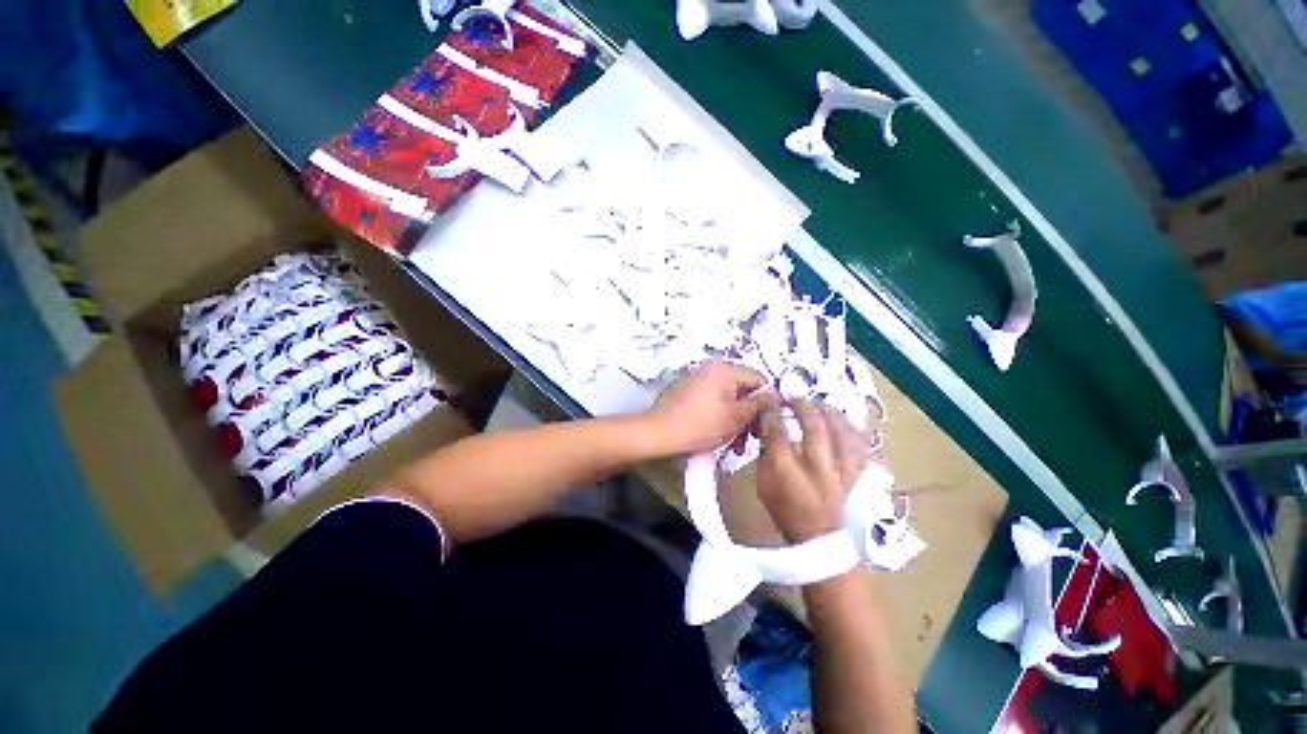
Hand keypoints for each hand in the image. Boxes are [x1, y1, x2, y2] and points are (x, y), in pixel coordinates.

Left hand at [645, 361, 774, 455]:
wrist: (658, 433)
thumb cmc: (700, 425)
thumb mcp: (736, 417)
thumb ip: (759, 404)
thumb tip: (775, 395)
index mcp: (724, 369)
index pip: (758, 379)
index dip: (766, 402)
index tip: (766, 425)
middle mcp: (711, 368)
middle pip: (742, 390)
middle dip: (749, 416)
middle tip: (750, 440)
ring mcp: (697, 379)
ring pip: (728, 399)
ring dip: (735, 421)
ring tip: (735, 446)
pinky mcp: (688, 391)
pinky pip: (712, 401)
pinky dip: (719, 417)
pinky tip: (720, 437)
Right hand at [757, 400, 876, 542]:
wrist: (821, 542)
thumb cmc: (786, 513)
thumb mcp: (763, 486)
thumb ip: (765, 457)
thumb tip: (767, 431)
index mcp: (786, 470)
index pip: (777, 430)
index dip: (772, 412)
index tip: (771, 405)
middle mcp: (816, 466)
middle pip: (813, 425)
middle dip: (802, 405)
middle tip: (794, 397)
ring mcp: (840, 470)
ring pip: (840, 430)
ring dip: (828, 412)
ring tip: (818, 404)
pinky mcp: (857, 474)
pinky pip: (859, 444)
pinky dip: (851, 428)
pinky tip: (842, 420)